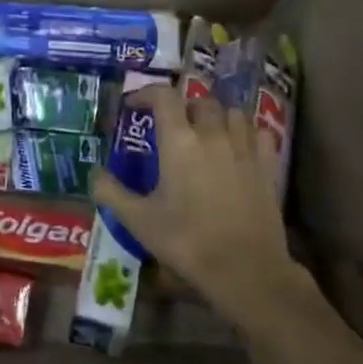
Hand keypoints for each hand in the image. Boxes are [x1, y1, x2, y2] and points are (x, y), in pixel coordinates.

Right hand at [90, 83, 314, 329]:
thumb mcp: (138, 220)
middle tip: (170, 127)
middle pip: (199, 102)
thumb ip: (111, 192)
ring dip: (215, 116)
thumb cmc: (187, 241)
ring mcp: (245, 148)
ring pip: (232, 113)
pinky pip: (259, 133)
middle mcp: (213, 135)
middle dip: (182, 108)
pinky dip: (246, 132)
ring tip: (205, 133)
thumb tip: (95, 174)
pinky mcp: (267, 166)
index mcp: (179, 141)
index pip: (164, 96)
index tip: (134, 105)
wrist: (246, 270)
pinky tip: (238, 147)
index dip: (146, 93)